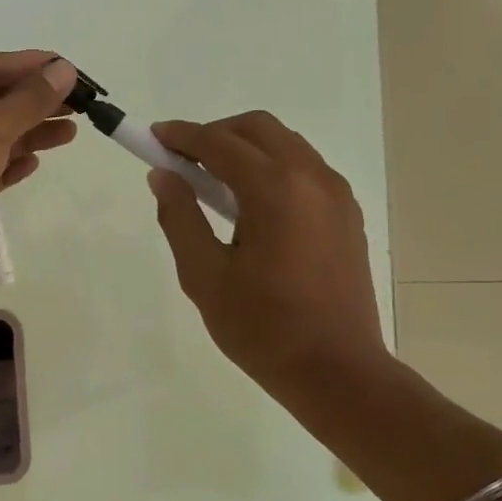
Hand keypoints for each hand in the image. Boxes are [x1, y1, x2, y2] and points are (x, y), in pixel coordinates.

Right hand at [148, 112, 395, 416]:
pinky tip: (253, 206)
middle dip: (215, 134)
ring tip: (214, 184)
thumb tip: (163, 175)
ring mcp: (336, 194)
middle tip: (183, 161)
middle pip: (258, 129)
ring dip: (245, 149)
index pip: (219, 143)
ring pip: (286, 145)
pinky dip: (272, 168)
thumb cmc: (262, 328)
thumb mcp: (204, 276)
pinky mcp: (348, 214)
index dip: (182, 136)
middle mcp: (312, 178)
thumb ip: (180, 217)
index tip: (153, 136)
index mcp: (275, 189)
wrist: (337, 371)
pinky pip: (305, 169)